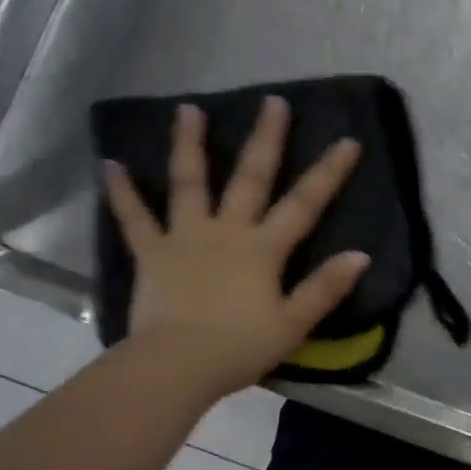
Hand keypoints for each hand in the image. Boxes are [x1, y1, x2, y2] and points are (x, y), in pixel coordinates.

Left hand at [103, 97, 369, 403]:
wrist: (175, 367)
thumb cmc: (238, 348)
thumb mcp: (293, 324)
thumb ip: (325, 288)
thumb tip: (361, 255)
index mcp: (263, 249)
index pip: (304, 204)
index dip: (328, 173)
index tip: (348, 140)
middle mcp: (226, 231)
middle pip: (250, 178)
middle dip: (266, 139)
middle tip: (272, 101)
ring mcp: (185, 238)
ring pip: (189, 183)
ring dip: (189, 145)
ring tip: (188, 109)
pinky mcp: (151, 254)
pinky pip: (134, 219)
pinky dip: (122, 193)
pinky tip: (109, 165)